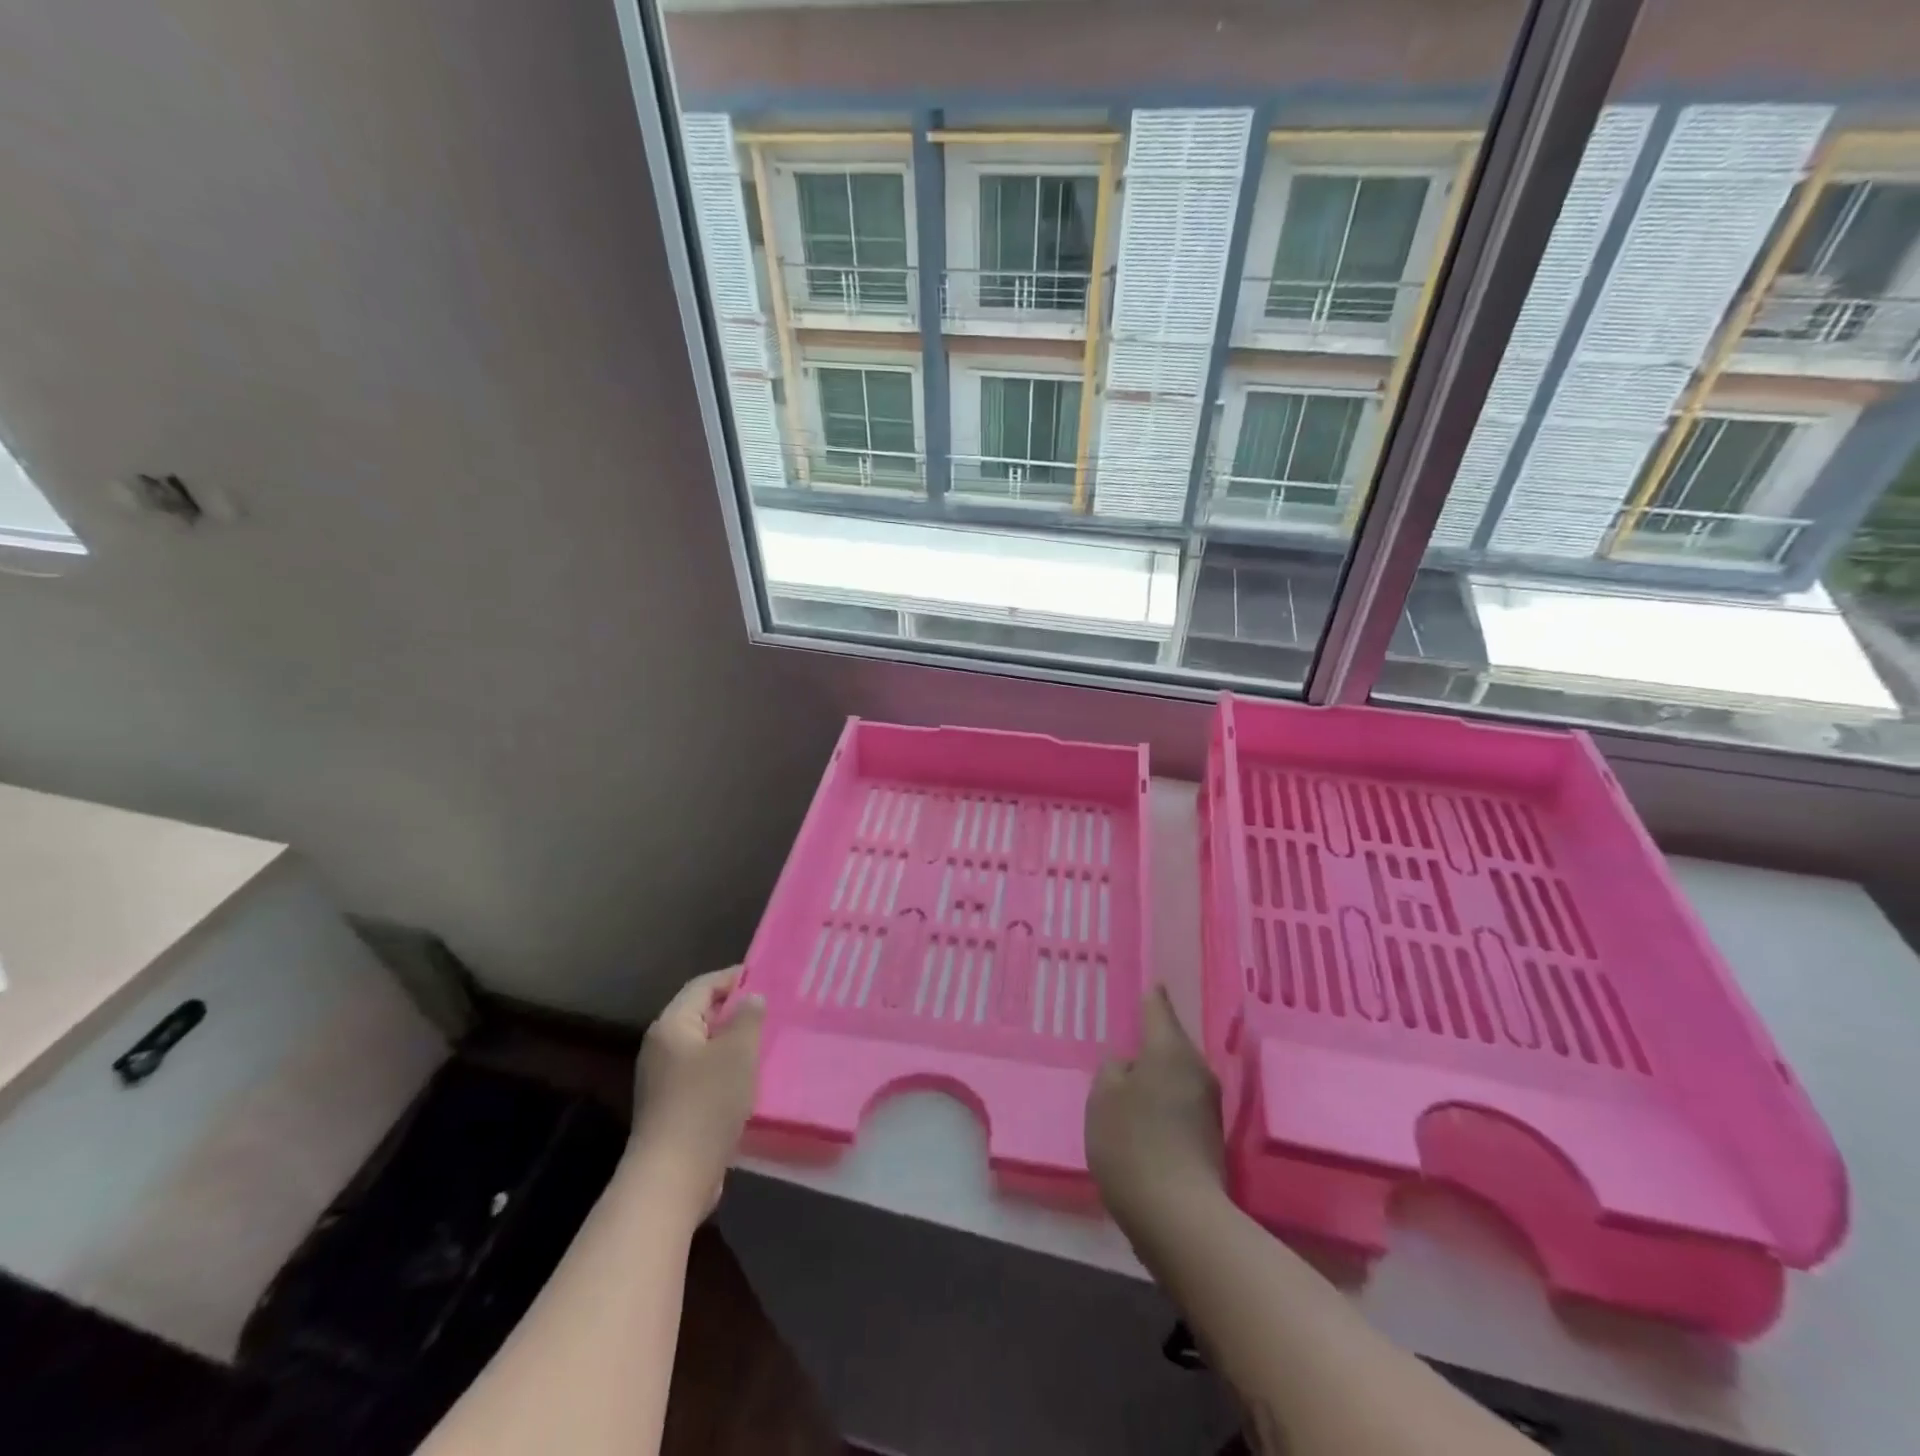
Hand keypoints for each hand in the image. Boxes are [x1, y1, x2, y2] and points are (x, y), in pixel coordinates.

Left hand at [628, 966, 765, 1218]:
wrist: (673, 1177)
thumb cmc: (706, 1103)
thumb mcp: (738, 1052)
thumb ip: (748, 1018)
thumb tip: (751, 998)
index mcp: (672, 1025)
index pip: (703, 985)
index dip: (734, 977)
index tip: (766, 975)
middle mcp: (662, 1046)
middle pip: (702, 1014)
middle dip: (735, 1009)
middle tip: (772, 1008)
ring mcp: (664, 1079)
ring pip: (704, 1046)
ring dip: (733, 1042)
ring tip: (767, 1040)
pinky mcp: (672, 1107)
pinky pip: (703, 1073)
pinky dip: (726, 1068)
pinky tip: (750, 1078)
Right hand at [1086, 986, 1225, 1238]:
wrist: (1179, 1217)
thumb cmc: (1133, 1143)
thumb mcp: (1103, 1098)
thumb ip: (1113, 1071)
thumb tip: (1130, 1067)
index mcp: (1169, 1050)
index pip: (1159, 1008)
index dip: (1152, 996)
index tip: (1152, 984)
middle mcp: (1196, 1069)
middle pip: (1171, 1043)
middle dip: (1153, 1042)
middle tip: (1130, 1041)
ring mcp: (1209, 1105)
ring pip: (1178, 1074)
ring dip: (1158, 1075)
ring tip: (1133, 1082)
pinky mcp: (1211, 1137)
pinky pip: (1181, 1102)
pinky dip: (1165, 1102)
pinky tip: (1147, 1117)